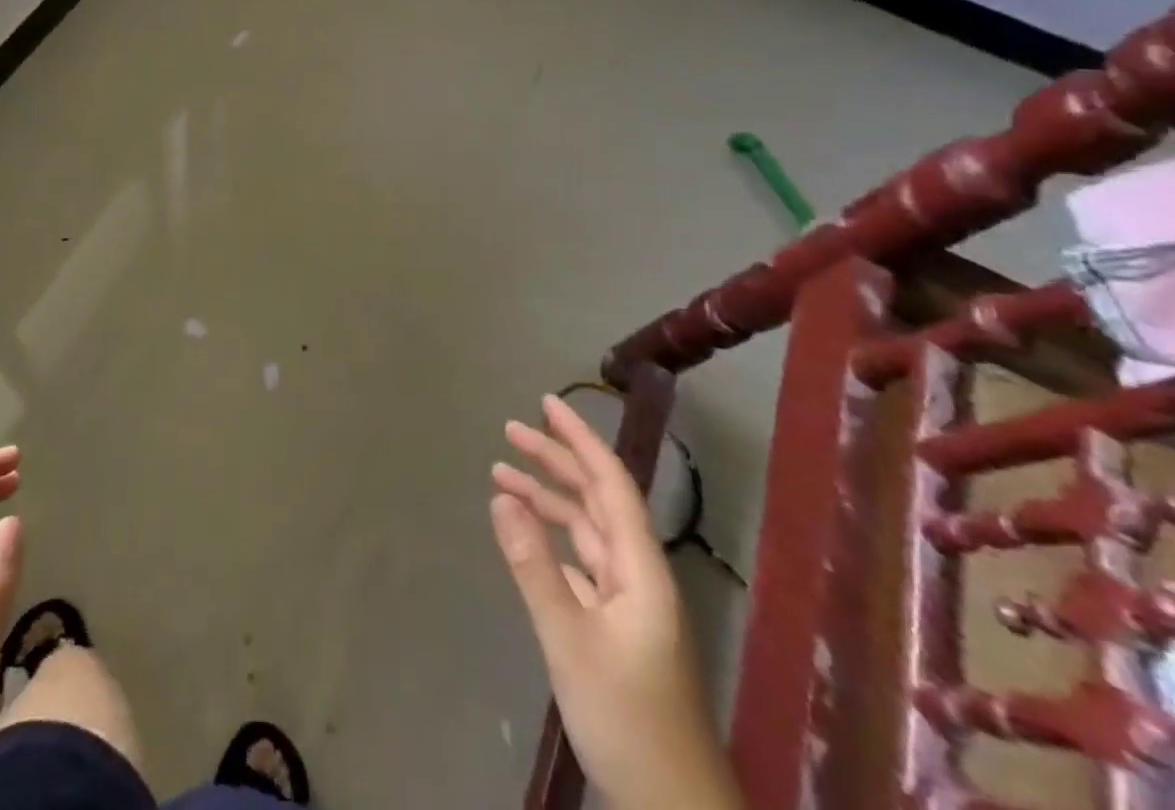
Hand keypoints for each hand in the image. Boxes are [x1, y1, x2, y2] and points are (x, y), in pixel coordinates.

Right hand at [490, 395, 741, 809]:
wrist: (672, 803)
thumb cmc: (626, 717)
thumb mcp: (569, 638)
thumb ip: (533, 565)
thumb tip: (501, 496)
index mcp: (640, 568)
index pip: (611, 484)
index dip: (580, 439)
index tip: (546, 404)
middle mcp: (638, 573)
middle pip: (597, 499)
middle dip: (556, 459)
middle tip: (510, 430)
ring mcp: (629, 601)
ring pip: (586, 529)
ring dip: (548, 498)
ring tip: (502, 473)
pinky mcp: (616, 624)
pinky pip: (581, 560)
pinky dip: (552, 538)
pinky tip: (525, 533)